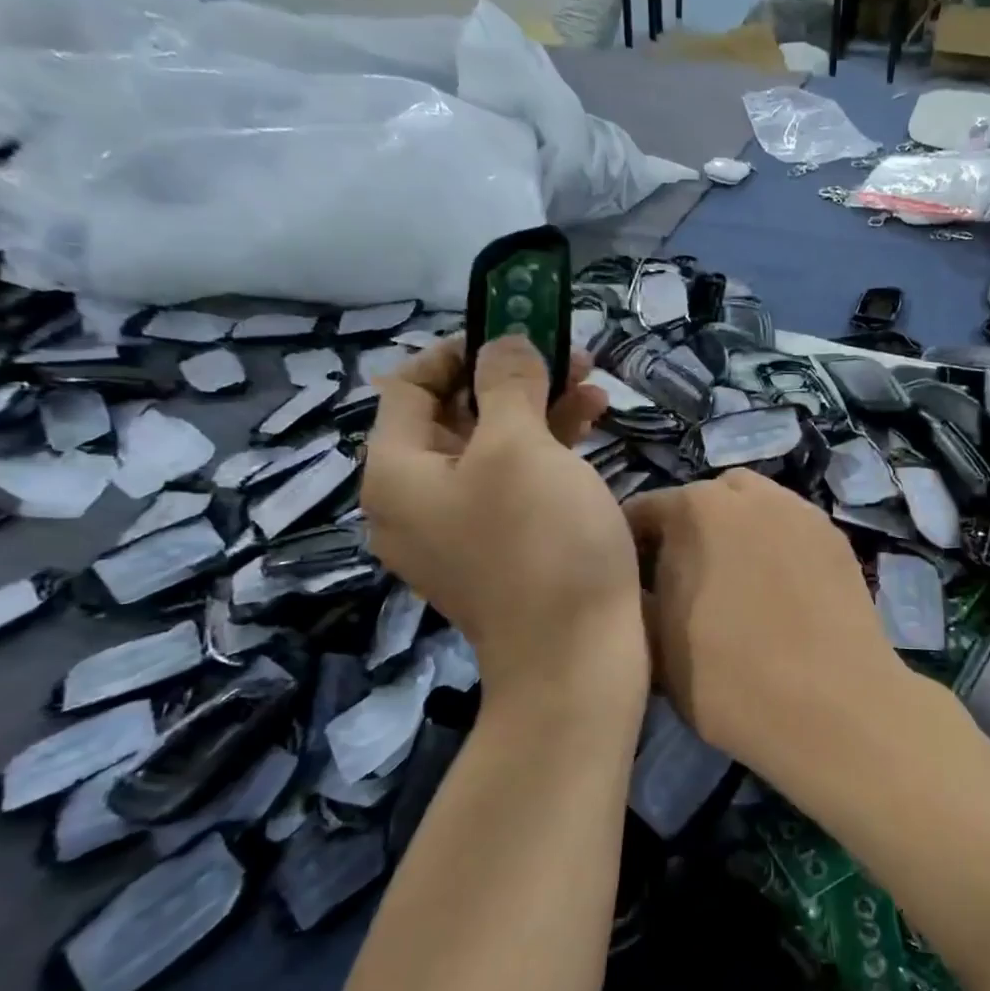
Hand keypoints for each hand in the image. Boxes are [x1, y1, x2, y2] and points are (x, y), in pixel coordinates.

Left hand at [362, 336, 646, 698]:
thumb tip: (503, 342)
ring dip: (539, 409)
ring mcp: (461, 530)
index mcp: (397, 473)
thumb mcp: (521, 446)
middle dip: (512, 377)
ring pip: (493, 448)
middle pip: (455, 415)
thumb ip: (506, 381)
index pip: (409, 385)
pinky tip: (593, 426)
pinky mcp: (503, 549)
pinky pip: (515, 484)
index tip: (516, 331)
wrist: (576, 659)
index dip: (460, 349)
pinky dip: (548, 452)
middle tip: (568, 354)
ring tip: (593, 384)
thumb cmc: (542, 543)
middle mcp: (417, 500)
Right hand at [623, 470, 910, 782]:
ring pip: (752, 509)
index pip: (642, 512)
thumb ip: (636, 597)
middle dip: (686, 533)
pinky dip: (776, 547)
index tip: (630, 583)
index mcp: (694, 509)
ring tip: (737, 584)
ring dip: (735, 533)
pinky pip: (789, 529)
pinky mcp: (835, 536)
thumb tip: (641, 582)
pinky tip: (781, 591)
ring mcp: (799, 510)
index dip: (629, 549)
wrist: (833, 706)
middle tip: (684, 582)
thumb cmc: (728, 678)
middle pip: (701, 502)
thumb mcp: (653, 645)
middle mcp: (748, 493)